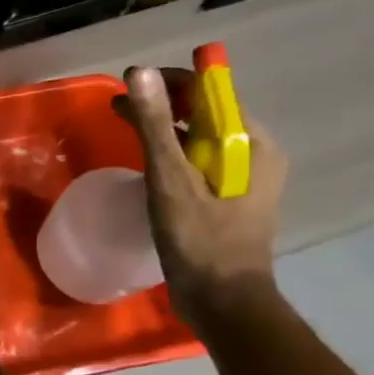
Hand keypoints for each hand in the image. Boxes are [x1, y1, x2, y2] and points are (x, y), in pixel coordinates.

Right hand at [119, 64, 287, 331]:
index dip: (171, 83)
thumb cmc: (199, 239)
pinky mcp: (228, 203)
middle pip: (205, 116)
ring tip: (126, 132)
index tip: (130, 86)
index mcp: (251, 144)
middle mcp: (254, 156)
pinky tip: (148, 168)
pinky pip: (198, 166)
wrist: (222, 302)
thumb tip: (139, 73)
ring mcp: (243, 181)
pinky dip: (172, 158)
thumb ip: (155, 125)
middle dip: (163, 106)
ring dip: (164, 132)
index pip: (212, 94)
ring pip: (200, 142)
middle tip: (119, 109)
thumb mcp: (171, 179)